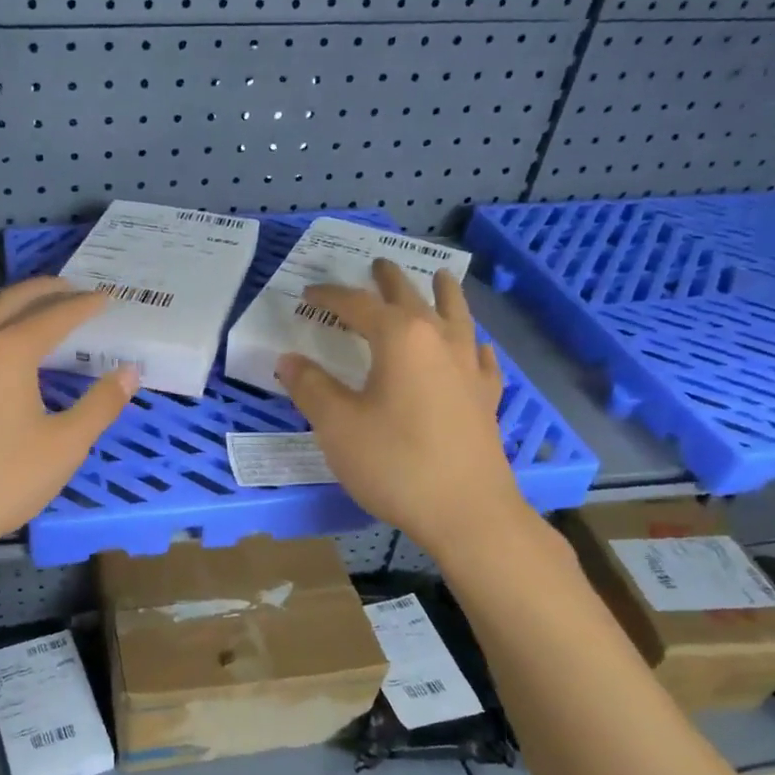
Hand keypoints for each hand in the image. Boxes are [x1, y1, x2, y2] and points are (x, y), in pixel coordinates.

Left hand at [0, 278, 138, 561]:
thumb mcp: (64, 447)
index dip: (84, 305)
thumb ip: (100, 405)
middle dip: (45, 289)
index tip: (106, 299)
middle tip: (71, 289)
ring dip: (4, 298)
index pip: (55, 315)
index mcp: (9, 351)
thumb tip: (129, 372)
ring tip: (24, 305)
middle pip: (11, 299)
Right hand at [276, 258, 525, 553]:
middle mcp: (439, 341)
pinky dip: (470, 342)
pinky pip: (479, 355)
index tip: (307, 294)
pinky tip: (474, 346)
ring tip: (440, 277)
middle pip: (412, 298)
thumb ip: (311, 388)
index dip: (330, 297)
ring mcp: (468, 368)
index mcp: (400, 339)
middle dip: (390, 280)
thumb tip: (288, 360)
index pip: (358, 305)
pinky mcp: (486, 397)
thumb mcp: (337, 426)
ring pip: (457, 316)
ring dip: (443, 294)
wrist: (466, 511)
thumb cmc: (394, 463)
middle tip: (377, 264)